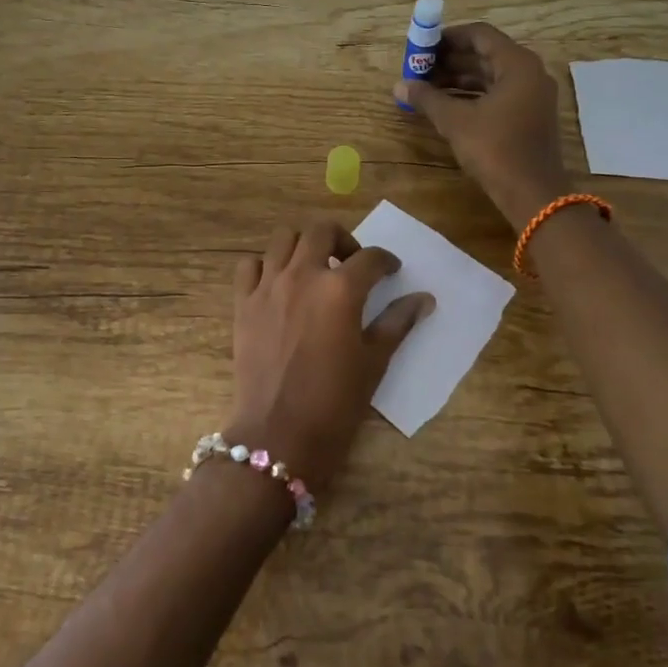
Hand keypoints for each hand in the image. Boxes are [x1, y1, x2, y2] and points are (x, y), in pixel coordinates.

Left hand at [230, 218, 433, 489]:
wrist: (278, 434)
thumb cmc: (335, 402)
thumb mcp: (374, 362)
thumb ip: (398, 323)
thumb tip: (424, 299)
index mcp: (340, 290)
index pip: (370, 258)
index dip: (386, 261)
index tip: (391, 271)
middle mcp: (302, 276)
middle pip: (322, 231)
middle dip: (343, 240)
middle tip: (351, 263)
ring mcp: (268, 286)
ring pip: (283, 239)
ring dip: (304, 245)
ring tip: (315, 268)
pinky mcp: (243, 303)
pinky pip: (249, 265)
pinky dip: (265, 265)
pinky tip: (278, 284)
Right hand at [393, 22, 571, 227]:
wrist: (532, 194)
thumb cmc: (495, 149)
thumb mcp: (455, 121)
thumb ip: (427, 98)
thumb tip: (399, 85)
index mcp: (518, 64)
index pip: (480, 35)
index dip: (448, 37)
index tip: (423, 47)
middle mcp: (530, 74)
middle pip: (485, 55)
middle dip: (451, 61)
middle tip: (420, 68)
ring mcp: (532, 96)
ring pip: (490, 77)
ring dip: (458, 80)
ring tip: (426, 88)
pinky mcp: (529, 117)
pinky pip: (497, 95)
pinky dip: (472, 96)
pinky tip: (446, 106)